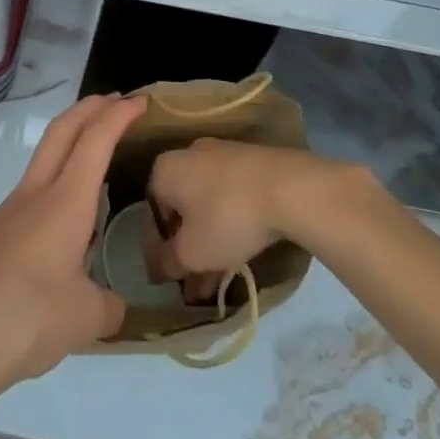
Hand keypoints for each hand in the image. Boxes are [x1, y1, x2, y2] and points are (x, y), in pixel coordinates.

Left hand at [0, 92, 148, 407]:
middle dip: (90, 108)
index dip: (119, 115)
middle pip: (62, 130)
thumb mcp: (86, 319)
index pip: (96, 139)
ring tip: (92, 166)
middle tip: (115, 102)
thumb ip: (108, 305)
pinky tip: (57, 233)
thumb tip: (112, 305)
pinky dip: (50, 191)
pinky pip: (26, 199)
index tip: (139, 100)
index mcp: (65, 202)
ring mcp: (5, 213)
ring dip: (68, 146)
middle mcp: (34, 195)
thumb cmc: (27, 320)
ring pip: (41, 161)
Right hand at [145, 139, 356, 300]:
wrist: (287, 187)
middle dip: (187, 249)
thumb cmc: (227, 218)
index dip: (158, 251)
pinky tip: (241, 255)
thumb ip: (169, 262)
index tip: (168, 278)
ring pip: (207, 205)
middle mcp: (189, 154)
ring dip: (209, 242)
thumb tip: (162, 266)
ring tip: (219, 280)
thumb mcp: (191, 253)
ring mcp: (222, 154)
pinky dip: (230, 225)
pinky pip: (230, 197)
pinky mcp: (250, 161)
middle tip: (195, 284)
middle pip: (181, 210)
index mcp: (165, 169)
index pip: (152, 214)